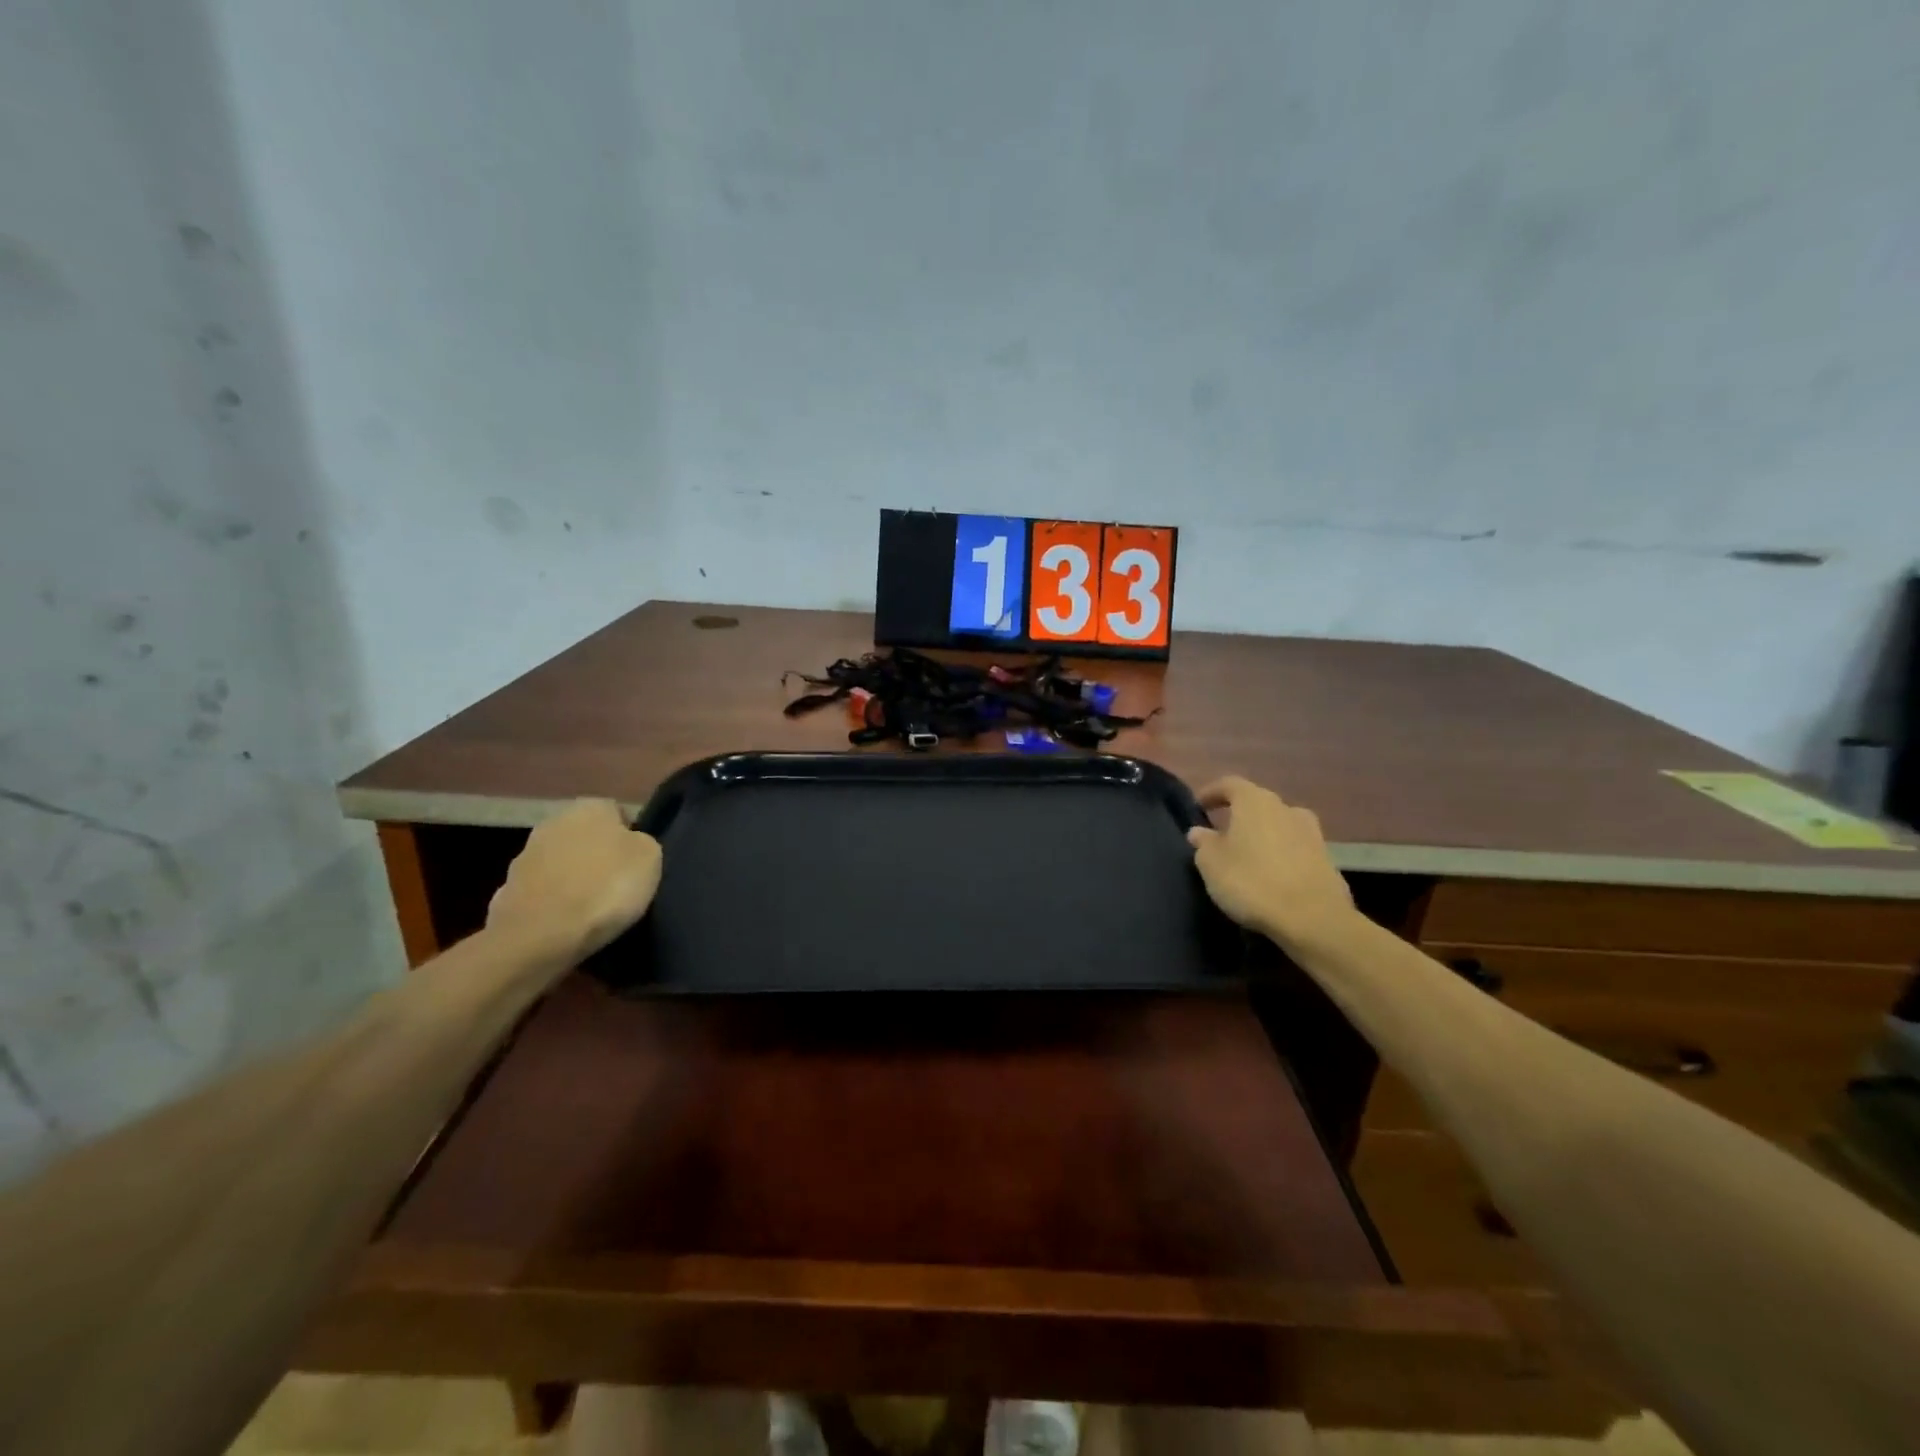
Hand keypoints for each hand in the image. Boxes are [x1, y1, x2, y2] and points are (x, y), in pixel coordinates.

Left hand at [487, 799, 662, 960]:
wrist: (541, 935)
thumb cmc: (605, 888)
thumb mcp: (650, 859)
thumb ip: (642, 843)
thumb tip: (631, 843)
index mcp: (590, 807)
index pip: (618, 814)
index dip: (630, 838)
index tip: (637, 865)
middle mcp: (554, 821)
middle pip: (586, 837)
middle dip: (598, 856)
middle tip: (616, 884)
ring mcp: (525, 855)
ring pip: (562, 863)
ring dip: (573, 878)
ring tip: (591, 908)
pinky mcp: (507, 889)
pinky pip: (543, 891)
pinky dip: (554, 902)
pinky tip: (566, 922)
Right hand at [1187, 777, 1354, 954]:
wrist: (1313, 919)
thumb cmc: (1252, 882)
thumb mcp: (1212, 864)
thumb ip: (1203, 843)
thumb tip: (1199, 831)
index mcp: (1254, 801)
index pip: (1229, 784)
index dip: (1211, 793)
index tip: (1198, 807)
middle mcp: (1285, 808)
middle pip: (1257, 804)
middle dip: (1238, 816)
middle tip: (1221, 835)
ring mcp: (1311, 833)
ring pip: (1279, 825)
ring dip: (1262, 835)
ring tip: (1248, 856)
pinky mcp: (1327, 859)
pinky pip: (1295, 848)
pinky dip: (1281, 855)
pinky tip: (1272, 875)